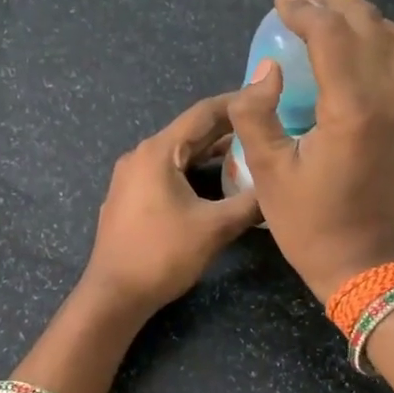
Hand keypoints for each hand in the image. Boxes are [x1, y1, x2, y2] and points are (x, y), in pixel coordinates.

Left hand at [81, 93, 261, 318]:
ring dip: (212, 152)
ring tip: (249, 153)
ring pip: (180, 154)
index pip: (204, 113)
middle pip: (190, 132)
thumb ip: (251, 203)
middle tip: (266, 126)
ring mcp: (131, 177)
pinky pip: (168, 172)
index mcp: (159, 152)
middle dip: (229, 129)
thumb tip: (279, 188)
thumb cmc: (163, 255)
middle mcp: (141, 155)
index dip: (238, 102)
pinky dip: (195, 171)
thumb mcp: (215, 228)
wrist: (114, 295)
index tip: (267, 97)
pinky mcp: (130, 197)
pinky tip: (217, 183)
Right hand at [228, 0, 393, 299]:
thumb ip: (256, 112)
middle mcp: (390, 98)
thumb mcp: (267, 171)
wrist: (362, 261)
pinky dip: (379, 42)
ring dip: (363, 20)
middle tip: (301, 6)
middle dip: (335, 3)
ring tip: (328, 24)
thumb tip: (265, 69)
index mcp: (352, 110)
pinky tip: (350, 55)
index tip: (280, 1)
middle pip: (371, 23)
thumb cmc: (308, 222)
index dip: (303, 10)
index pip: (332, 35)